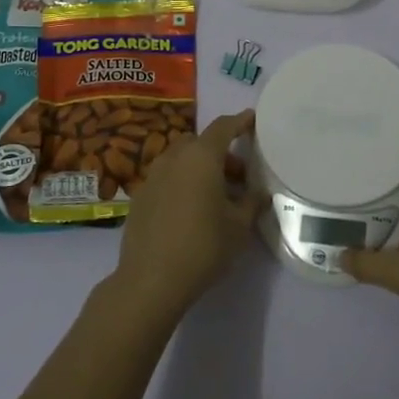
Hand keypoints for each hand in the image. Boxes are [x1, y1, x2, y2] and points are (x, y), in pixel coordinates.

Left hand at [108, 109, 265, 323]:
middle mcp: (174, 158)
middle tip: (239, 176)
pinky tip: (191, 209)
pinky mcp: (140, 196)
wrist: (151, 280)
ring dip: (199, 167)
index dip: (239, 121)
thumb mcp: (239, 226)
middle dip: (220, 152)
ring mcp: (152, 176)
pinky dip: (182, 182)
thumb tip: (259, 193)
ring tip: (216, 195)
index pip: (223, 127)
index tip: (252, 119)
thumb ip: (252, 203)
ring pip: (180, 159)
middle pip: (200, 143)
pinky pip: (167, 177)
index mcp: (201, 157)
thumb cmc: (203, 246)